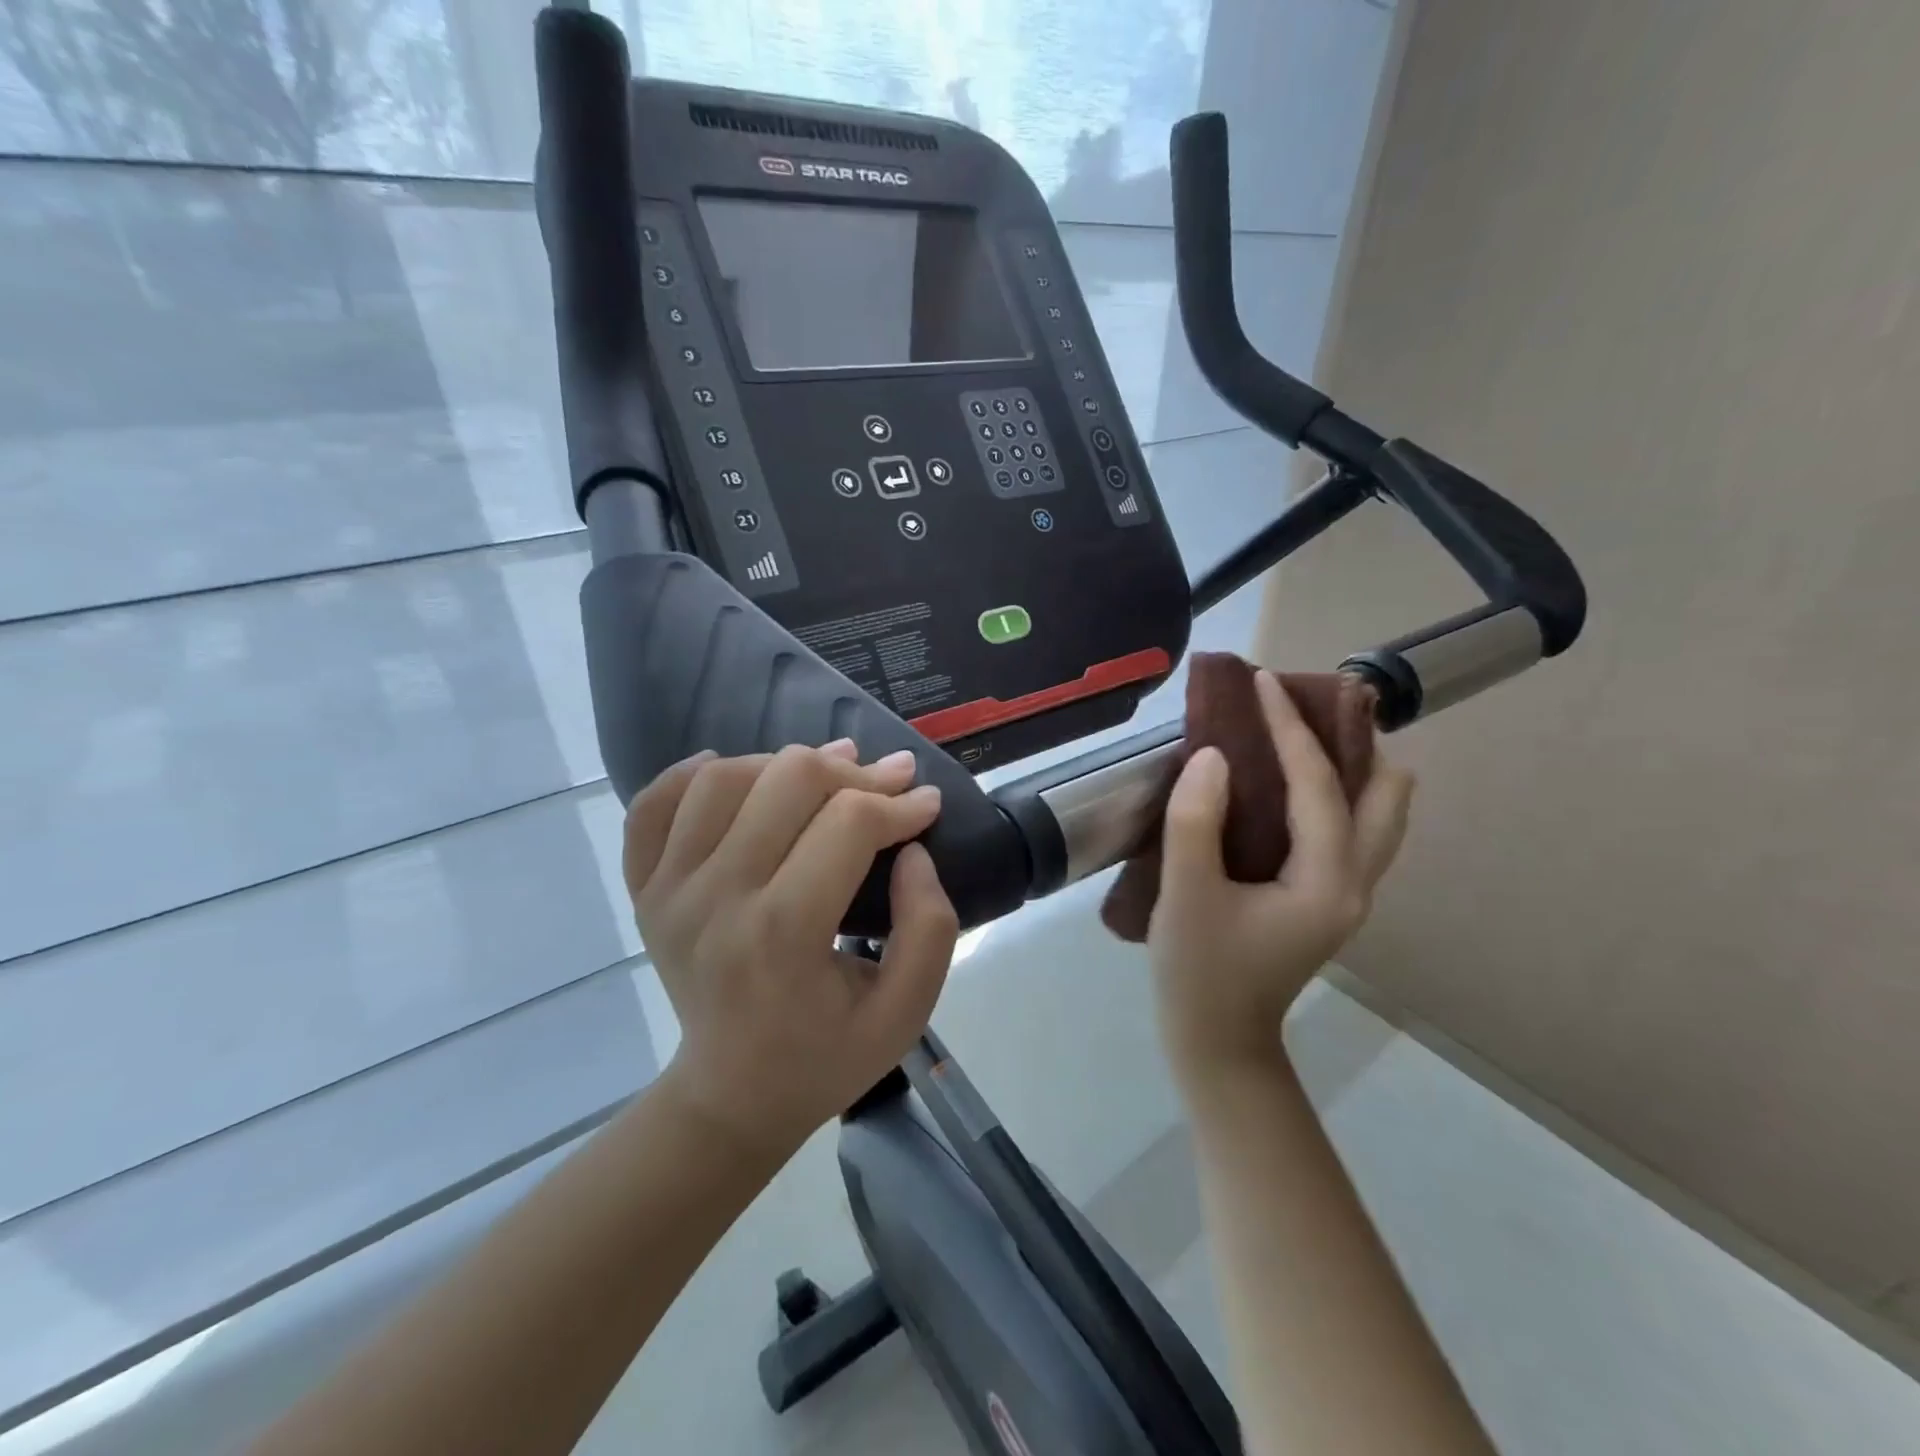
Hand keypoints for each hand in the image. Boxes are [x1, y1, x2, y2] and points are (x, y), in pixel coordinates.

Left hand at [623, 742, 958, 1159]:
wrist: (729, 1097)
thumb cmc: (824, 1058)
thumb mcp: (905, 1013)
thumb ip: (928, 927)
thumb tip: (911, 849)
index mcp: (783, 935)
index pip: (848, 824)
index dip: (899, 803)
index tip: (926, 804)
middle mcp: (716, 898)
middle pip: (788, 781)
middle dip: (853, 772)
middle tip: (887, 782)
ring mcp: (669, 889)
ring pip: (725, 778)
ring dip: (786, 764)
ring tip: (827, 775)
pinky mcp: (645, 888)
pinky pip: (656, 804)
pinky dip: (694, 774)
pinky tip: (736, 774)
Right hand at [1147, 670, 1414, 1085]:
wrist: (1218, 1041)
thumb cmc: (1199, 971)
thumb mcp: (1186, 894)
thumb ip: (1195, 820)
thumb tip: (1213, 756)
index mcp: (1328, 881)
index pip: (1320, 785)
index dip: (1290, 728)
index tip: (1264, 682)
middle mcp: (1355, 883)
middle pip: (1386, 795)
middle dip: (1355, 742)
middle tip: (1313, 705)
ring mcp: (1347, 894)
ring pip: (1378, 814)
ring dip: (1352, 766)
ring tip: (1310, 732)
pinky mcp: (1327, 899)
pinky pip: (1352, 829)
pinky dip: (1335, 793)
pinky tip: (1294, 783)